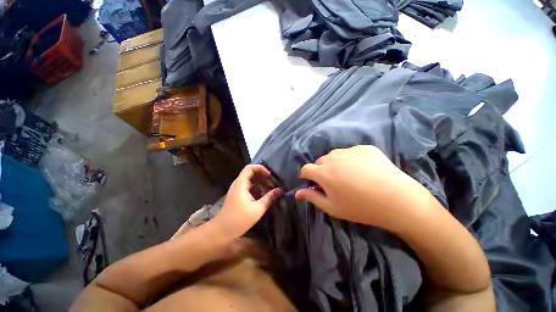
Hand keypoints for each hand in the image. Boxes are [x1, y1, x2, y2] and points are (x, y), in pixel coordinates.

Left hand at [213, 165, 281, 237]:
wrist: (222, 232)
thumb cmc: (239, 219)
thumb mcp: (257, 209)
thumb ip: (269, 198)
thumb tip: (280, 190)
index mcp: (241, 183)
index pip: (250, 168)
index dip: (261, 169)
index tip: (270, 176)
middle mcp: (239, 184)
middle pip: (252, 174)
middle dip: (264, 177)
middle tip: (273, 184)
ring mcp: (238, 190)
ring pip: (252, 182)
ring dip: (262, 184)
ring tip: (271, 191)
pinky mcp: (239, 197)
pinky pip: (250, 189)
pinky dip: (258, 190)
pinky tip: (265, 197)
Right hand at [295, 145, 430, 231]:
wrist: (397, 200)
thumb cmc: (359, 208)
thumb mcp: (331, 207)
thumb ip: (312, 198)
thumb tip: (297, 193)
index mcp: (322, 172)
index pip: (305, 169)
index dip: (306, 176)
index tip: (311, 183)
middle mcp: (332, 157)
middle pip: (319, 162)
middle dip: (321, 171)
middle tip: (332, 182)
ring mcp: (349, 150)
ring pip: (334, 155)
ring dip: (335, 164)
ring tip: (348, 175)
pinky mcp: (364, 147)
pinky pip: (351, 152)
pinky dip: (351, 159)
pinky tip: (363, 170)